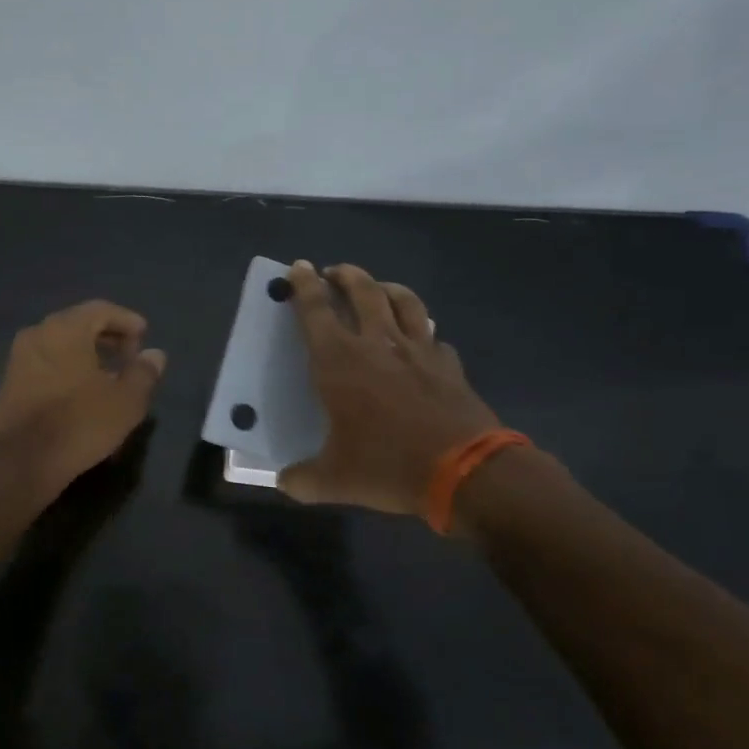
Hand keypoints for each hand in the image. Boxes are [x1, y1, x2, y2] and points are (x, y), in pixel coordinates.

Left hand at [0, 300, 166, 490]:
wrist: (23, 461)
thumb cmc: (81, 422)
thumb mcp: (126, 401)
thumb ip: (143, 372)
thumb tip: (154, 354)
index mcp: (65, 328)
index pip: (101, 309)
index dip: (126, 321)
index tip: (144, 336)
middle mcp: (38, 333)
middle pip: (78, 324)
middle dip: (107, 336)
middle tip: (129, 356)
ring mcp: (19, 358)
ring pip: (60, 345)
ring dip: (87, 354)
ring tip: (109, 377)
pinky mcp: (10, 383)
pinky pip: (46, 363)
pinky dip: (67, 368)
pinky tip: (82, 392)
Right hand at [279, 261, 500, 515]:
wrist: (465, 471)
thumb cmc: (388, 466)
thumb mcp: (335, 480)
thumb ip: (303, 479)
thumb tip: (284, 482)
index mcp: (339, 362)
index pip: (316, 310)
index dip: (304, 285)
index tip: (299, 266)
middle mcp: (377, 344)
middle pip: (362, 291)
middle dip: (345, 275)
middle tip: (334, 272)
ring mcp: (418, 350)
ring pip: (403, 301)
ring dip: (386, 287)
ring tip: (378, 288)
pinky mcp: (448, 364)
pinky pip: (433, 336)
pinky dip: (422, 332)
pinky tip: (421, 341)